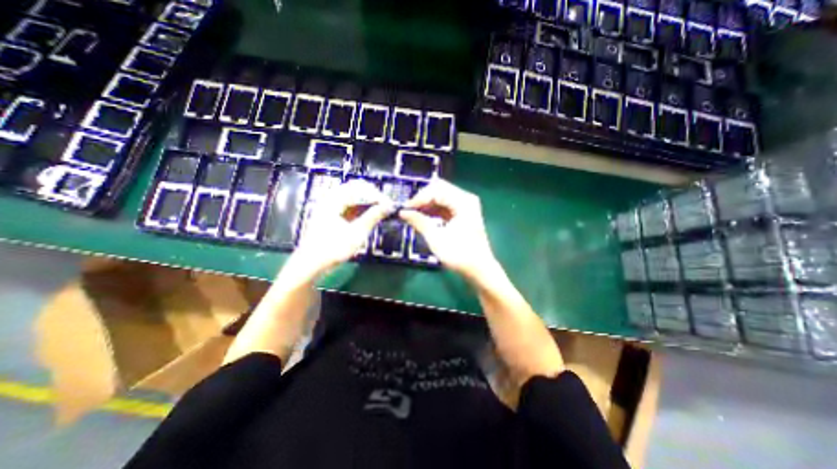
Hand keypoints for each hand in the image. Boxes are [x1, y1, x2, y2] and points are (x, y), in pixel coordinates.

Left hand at [291, 178, 393, 273]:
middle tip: (386, 207)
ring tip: (379, 211)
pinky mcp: (330, 216)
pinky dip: (359, 209)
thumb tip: (389, 206)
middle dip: (372, 196)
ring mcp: (329, 207)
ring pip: (352, 197)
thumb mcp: (357, 233)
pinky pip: (347, 206)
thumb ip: (373, 217)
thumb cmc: (333, 249)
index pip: (360, 188)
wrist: (310, 265)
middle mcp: (330, 199)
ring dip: (367, 202)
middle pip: (355, 189)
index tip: (390, 205)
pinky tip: (368, 216)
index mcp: (334, 200)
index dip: (377, 195)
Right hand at [398, 179, 494, 282]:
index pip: (436, 190)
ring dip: (426, 204)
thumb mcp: (436, 238)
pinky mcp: (463, 213)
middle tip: (408, 211)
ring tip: (413, 215)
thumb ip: (419, 222)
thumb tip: (402, 212)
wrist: (479, 269)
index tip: (404, 209)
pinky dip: (433, 209)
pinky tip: (423, 217)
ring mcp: (465, 205)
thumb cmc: (459, 254)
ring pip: (441, 196)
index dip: (418, 198)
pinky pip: (445, 205)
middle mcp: (465, 198)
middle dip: (422, 199)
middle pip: (439, 189)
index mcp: (462, 201)